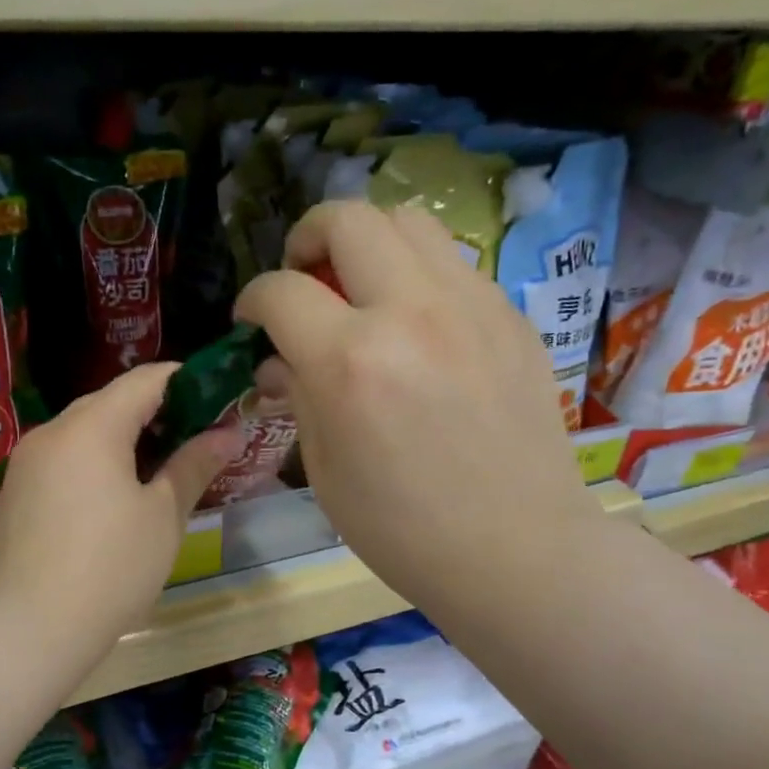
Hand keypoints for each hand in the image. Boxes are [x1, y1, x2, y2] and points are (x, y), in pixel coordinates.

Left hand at [0, 363, 241, 667]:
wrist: (30, 628)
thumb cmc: (111, 567)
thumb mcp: (163, 515)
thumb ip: (193, 465)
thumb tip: (228, 433)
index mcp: (92, 426)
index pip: (145, 380)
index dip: (185, 383)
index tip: (217, 402)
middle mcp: (53, 431)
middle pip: (111, 402)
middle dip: (156, 413)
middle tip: (195, 442)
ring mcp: (27, 461)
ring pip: (84, 431)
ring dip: (124, 440)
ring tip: (160, 472)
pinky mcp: (15, 491)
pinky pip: (63, 458)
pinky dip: (95, 462)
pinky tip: (115, 498)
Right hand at [234, 201, 599, 613]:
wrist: (516, 549)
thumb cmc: (403, 529)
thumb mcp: (326, 471)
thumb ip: (298, 397)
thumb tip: (278, 362)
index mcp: (351, 361)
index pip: (281, 291)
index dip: (252, 300)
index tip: (253, 322)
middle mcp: (411, 312)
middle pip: (347, 218)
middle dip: (308, 238)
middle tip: (304, 280)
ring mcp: (471, 306)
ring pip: (409, 221)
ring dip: (369, 243)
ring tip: (361, 290)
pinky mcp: (511, 317)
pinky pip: (453, 265)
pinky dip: (418, 277)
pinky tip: (418, 327)